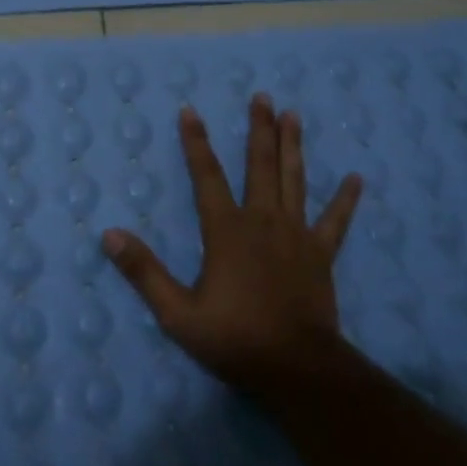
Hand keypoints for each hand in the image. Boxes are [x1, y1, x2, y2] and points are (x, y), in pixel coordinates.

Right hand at [102, 93, 361, 393]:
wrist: (296, 368)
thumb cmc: (234, 339)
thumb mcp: (177, 313)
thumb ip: (144, 272)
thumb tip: (109, 235)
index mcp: (226, 230)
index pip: (207, 175)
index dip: (196, 142)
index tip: (190, 110)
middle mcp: (262, 221)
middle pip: (259, 165)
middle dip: (259, 129)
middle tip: (262, 97)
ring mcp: (296, 235)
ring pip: (294, 180)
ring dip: (292, 146)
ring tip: (293, 115)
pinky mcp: (321, 254)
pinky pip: (335, 221)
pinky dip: (345, 200)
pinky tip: (357, 178)